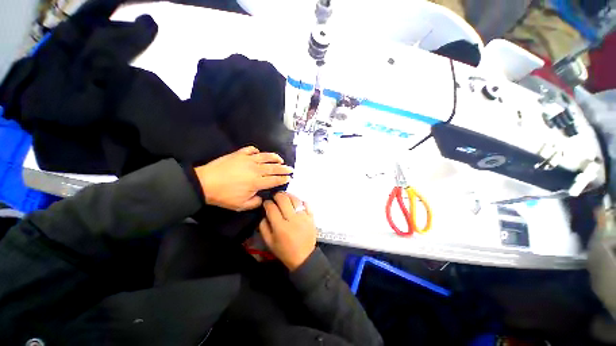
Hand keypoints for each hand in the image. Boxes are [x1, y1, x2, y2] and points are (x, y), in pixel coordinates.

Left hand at [195, 146, 292, 210]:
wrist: (205, 183)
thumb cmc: (224, 196)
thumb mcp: (241, 205)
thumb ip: (255, 202)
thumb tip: (262, 198)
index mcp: (257, 182)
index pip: (274, 180)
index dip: (283, 179)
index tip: (289, 178)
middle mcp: (255, 169)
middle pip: (273, 168)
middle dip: (284, 168)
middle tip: (290, 168)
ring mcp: (247, 160)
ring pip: (265, 157)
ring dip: (274, 158)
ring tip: (280, 159)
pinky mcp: (239, 154)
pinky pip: (250, 150)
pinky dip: (256, 151)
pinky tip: (258, 153)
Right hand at [259, 192, 316, 270]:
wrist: (304, 257)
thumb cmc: (285, 251)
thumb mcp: (269, 242)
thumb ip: (264, 227)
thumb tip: (264, 214)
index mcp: (280, 227)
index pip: (272, 208)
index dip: (267, 203)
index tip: (266, 203)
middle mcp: (292, 219)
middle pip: (283, 200)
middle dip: (277, 196)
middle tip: (275, 197)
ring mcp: (303, 217)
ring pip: (295, 199)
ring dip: (288, 195)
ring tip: (284, 197)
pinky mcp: (311, 217)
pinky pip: (306, 204)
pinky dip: (300, 201)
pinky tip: (296, 203)